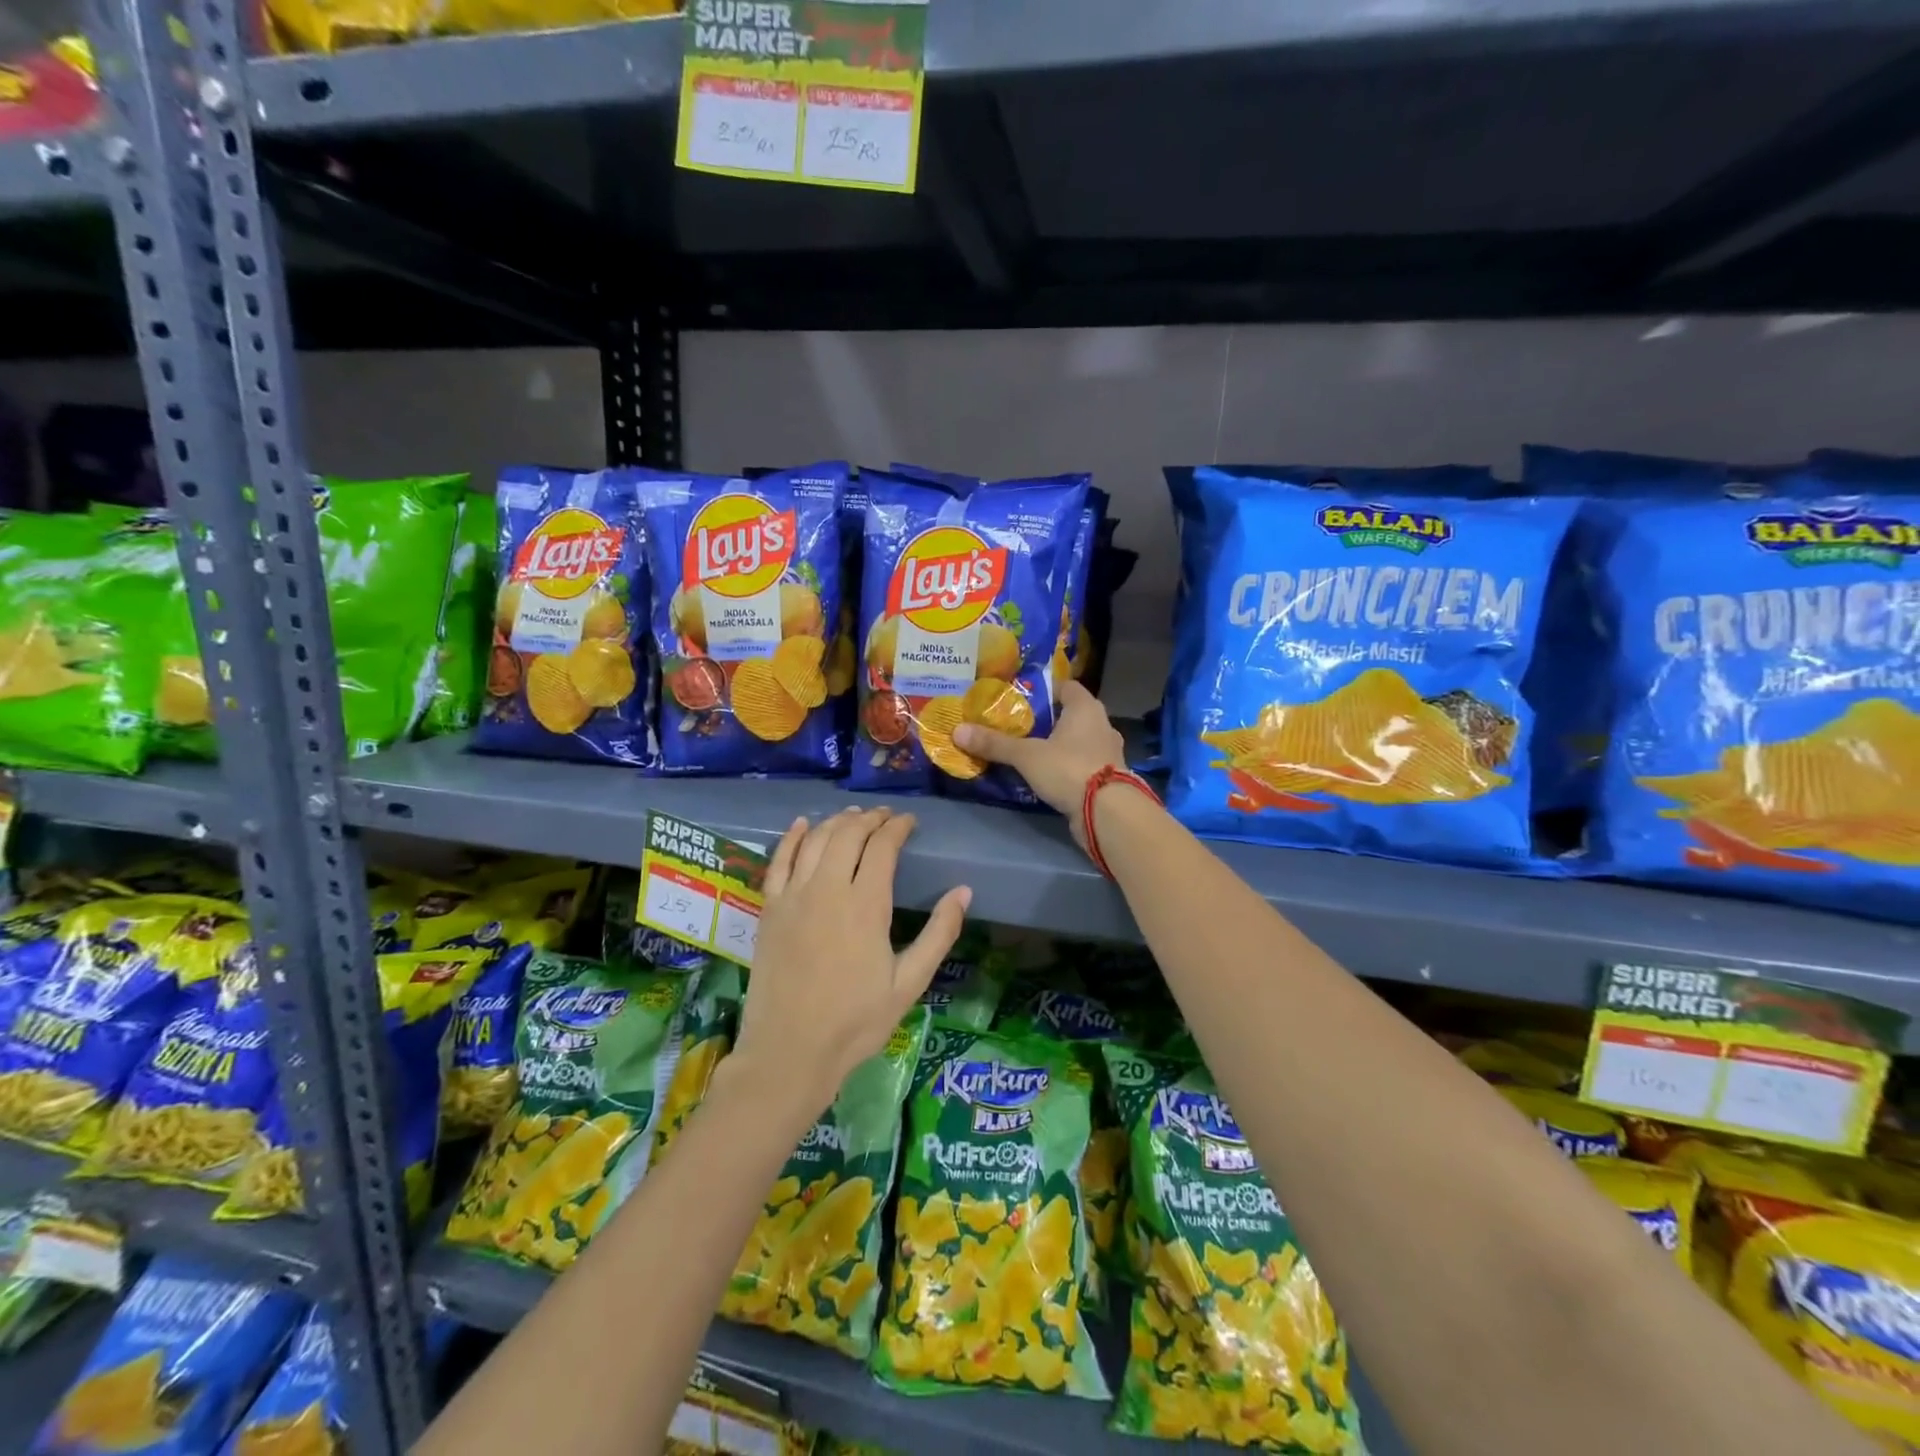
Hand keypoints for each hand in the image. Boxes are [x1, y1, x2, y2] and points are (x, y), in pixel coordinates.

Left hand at [734, 807, 969, 1115]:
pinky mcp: (769, 909)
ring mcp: (793, 896)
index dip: (897, 827)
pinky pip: (778, 860)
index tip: (909, 821)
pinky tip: (802, 824)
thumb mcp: (909, 984)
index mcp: (866, 905)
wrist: (789, 1052)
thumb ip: (938, 934)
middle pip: (848, 834)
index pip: (882, 847)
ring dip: (836, 822)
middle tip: (885, 816)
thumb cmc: (856, 1022)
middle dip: (869, 818)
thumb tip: (964, 891)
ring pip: (815, 840)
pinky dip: (791, 837)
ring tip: (853, 816)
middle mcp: (828, 889)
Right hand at [953, 680, 1125, 848]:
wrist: (1107, 812)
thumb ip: (994, 743)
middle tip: (1018, 726)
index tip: (1020, 699)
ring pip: (1078, 741)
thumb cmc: (1069, 769)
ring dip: (1058, 745)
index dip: (1044, 690)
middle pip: (1071, 715)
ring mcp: (1108, 753)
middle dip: (1047, 720)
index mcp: (1086, 708)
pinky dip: (1066, 767)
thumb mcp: (1026, 755)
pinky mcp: (1108, 778)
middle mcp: (1101, 725)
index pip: (1066, 687)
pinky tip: (1047, 775)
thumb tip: (957, 731)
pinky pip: (1082, 764)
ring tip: (1029, 751)